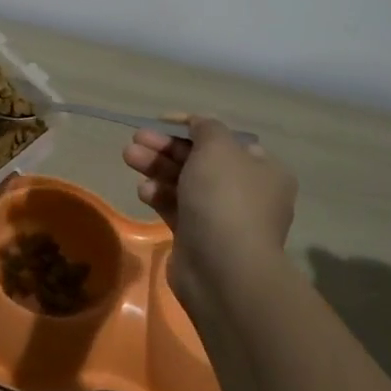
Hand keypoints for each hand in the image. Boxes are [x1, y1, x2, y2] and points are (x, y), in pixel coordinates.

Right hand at [124, 117, 297, 302]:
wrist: (223, 269)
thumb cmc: (225, 199)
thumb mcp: (218, 148)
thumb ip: (206, 128)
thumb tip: (198, 124)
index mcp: (262, 169)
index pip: (224, 139)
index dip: (191, 127)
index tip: (160, 121)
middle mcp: (246, 192)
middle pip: (199, 160)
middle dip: (166, 148)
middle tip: (136, 139)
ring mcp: (221, 217)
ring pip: (184, 183)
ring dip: (156, 168)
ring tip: (129, 158)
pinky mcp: (198, 238)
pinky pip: (176, 208)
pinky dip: (159, 196)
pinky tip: (143, 191)